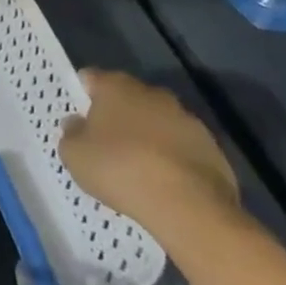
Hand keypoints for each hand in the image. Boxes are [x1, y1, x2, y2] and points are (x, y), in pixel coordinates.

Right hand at [59, 68, 240, 234]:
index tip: (78, 114)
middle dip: (118, 113)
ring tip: (136, 164)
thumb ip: (71, 133)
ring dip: (148, 135)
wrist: (189, 206)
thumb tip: (77, 123)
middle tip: (105, 140)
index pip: (92, 78)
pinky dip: (172, 157)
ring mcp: (188, 121)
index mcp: (116, 87)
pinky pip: (182, 147)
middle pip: (129, 97)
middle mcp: (153, 94)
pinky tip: (163, 180)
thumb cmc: (119, 168)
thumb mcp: (74, 154)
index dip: (83, 94)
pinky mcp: (214, 150)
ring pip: (159, 121)